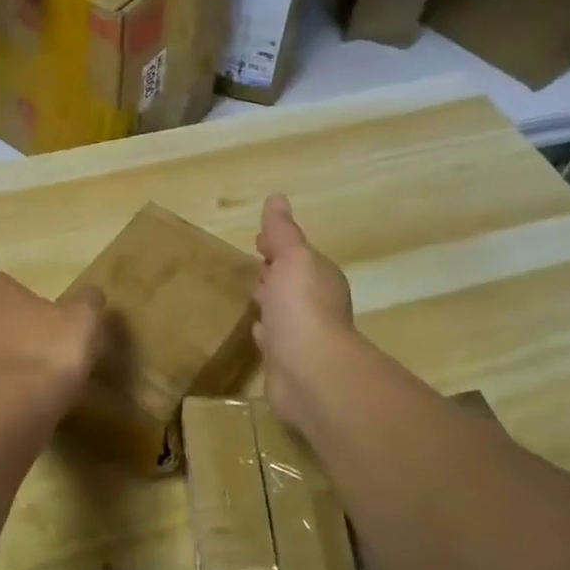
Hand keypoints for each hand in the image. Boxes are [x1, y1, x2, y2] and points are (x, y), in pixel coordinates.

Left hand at [0, 272, 104, 416]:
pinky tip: (15, 401)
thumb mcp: (83, 321)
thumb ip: (87, 302)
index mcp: (0, 297)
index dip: (10, 291)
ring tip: (19, 372)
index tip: (29, 303)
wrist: (10, 410)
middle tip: (18, 334)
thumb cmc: (48, 352)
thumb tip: (92, 291)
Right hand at [254, 195, 355, 424]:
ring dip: (270, 303)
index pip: (297, 255)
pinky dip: (265, 332)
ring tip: (249, 297)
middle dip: (274, 273)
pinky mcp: (287, 362)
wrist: (309, 371)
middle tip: (252, 267)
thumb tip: (277, 197)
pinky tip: (255, 332)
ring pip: (282, 311)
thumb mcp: (291, 258)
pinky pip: (274, 340)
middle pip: (291, 283)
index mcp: (320, 277)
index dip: (278, 246)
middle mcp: (316, 305)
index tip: (258, 240)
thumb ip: (282, 232)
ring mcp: (302, 336)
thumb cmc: (301, 307)